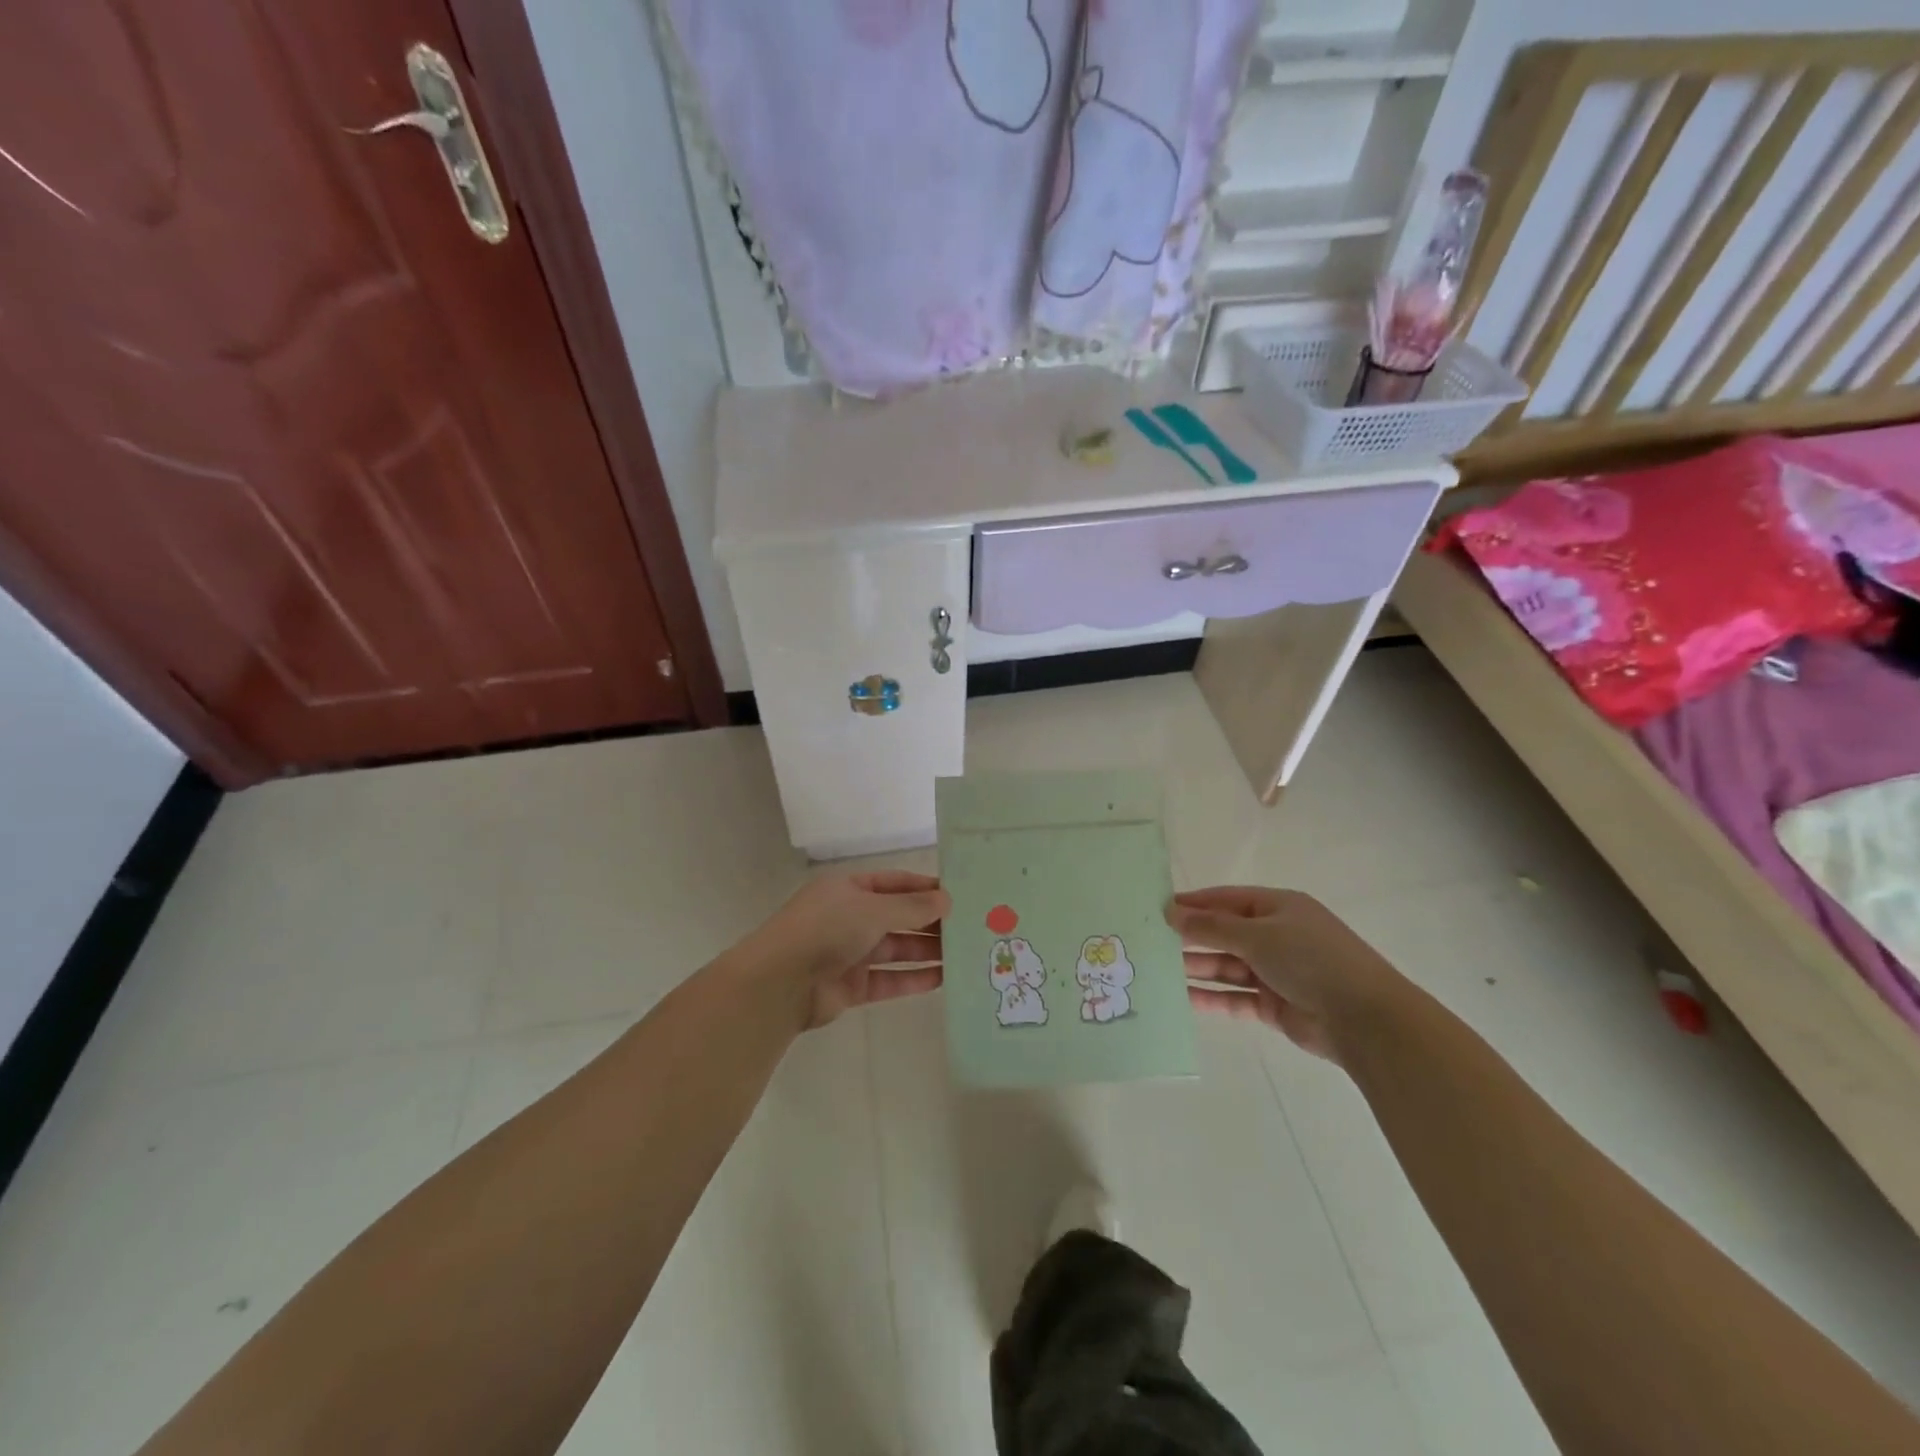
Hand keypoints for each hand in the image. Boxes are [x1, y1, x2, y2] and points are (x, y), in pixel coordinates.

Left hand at [747, 872, 947, 1029]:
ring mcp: (850, 952)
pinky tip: (942, 979)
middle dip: (930, 922)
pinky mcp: (851, 985)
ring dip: (926, 951)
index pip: (895, 883)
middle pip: (897, 916)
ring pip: (895, 948)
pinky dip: (912, 978)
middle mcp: (850, 917)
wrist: (780, 983)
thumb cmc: (827, 930)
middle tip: (969, 927)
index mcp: (849, 889)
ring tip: (963, 954)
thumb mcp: (873, 909)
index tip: (959, 896)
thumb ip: (911, 907)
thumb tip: (947, 900)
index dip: (925, 888)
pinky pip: (888, 979)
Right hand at [1167, 887, 1408, 1062]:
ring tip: (1158, 970)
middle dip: (1190, 938)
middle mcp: (1276, 936)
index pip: (1226, 900)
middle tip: (1149, 942)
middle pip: (1224, 934)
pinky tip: (1183, 999)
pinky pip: (1235, 997)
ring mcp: (1276, 972)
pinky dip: (1212, 998)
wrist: (1365, 1020)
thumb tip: (1170, 912)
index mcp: (1278, 907)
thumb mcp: (1257, 934)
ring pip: (1227, 967)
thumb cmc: (1311, 959)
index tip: (1156, 908)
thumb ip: (1211, 926)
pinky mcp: (1275, 1005)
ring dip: (1196, 968)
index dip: (1193, 904)